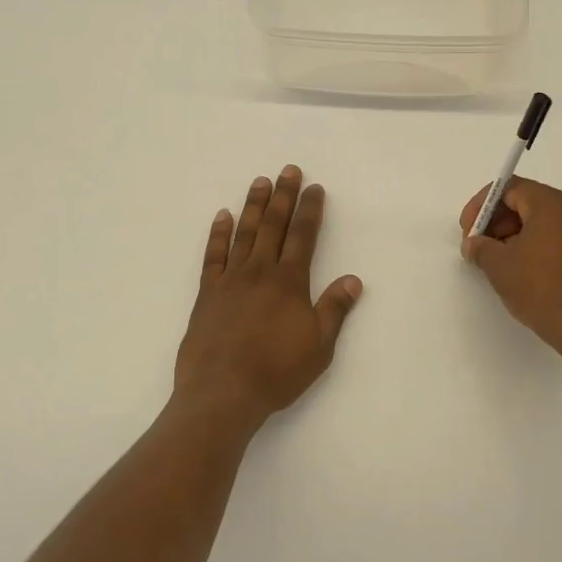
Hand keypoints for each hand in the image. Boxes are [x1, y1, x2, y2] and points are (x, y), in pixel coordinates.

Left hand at [176, 165, 362, 429]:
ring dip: (253, 205)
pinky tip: (222, 216)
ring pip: (244, 233)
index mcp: (290, 282)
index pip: (303, 236)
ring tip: (260, 181)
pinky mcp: (208, 293)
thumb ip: (334, 309)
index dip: (310, 210)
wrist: (223, 392)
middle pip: (274, 225)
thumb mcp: (318, 346)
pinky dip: (218, 234)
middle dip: (283, 196)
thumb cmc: (276, 371)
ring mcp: (231, 280)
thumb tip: (353, 279)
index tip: (314, 187)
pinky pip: (213, 255)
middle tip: (288, 169)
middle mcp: (260, 271)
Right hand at [460, 177, 561, 360]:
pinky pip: (556, 237)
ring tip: (496, 261)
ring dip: (513, 234)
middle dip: (497, 221)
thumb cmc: (541, 289)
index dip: (482, 205)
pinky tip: (520, 270)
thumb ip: (480, 247)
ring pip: (541, 221)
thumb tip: (474, 244)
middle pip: (526, 202)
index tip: (468, 230)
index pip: (510, 188)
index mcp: (552, 204)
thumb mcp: (499, 266)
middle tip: (479, 246)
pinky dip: (534, 245)